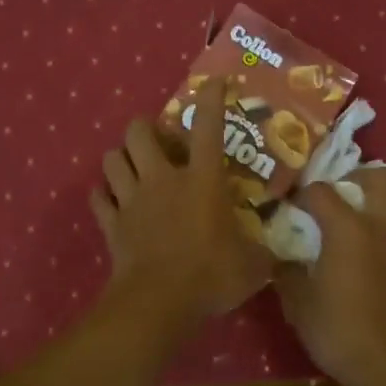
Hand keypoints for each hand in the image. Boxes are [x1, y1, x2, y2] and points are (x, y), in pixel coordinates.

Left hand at [90, 74, 270, 323]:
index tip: (214, 82)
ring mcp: (132, 200)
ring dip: (121, 157)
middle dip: (145, 128)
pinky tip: (112, 199)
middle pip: (139, 133)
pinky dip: (104, 195)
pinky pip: (99, 199)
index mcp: (202, 181)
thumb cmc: (211, 276)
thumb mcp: (253, 266)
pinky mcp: (112, 224)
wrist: (159, 303)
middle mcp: (163, 180)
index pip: (208, 128)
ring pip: (112, 159)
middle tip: (158, 141)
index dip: (211, 100)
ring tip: (133, 166)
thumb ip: (267, 254)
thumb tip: (286, 255)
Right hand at [274, 169, 385, 385]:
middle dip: (357, 176)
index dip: (301, 194)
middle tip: (339, 191)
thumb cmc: (338, 331)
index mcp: (348, 229)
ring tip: (364, 213)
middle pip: (380, 177)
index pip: (321, 192)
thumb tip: (280, 258)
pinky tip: (377, 244)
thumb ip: (287, 272)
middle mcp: (382, 226)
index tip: (289, 206)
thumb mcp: (299, 304)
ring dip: (384, 198)